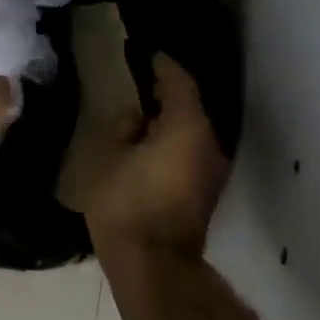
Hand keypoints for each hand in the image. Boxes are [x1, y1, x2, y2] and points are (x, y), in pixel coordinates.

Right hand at [82, 54, 230, 258]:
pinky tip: (150, 143)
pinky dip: (174, 140)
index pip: (178, 79)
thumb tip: (135, 119)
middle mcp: (208, 140)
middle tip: (138, 82)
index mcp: (186, 125)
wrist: (154, 265)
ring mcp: (212, 167)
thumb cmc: (127, 205)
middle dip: (166, 92)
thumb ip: (123, 129)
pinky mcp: (207, 189)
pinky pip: (192, 150)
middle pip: (190, 104)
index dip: (160, 64)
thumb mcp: (108, 158)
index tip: (143, 54)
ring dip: (171, 119)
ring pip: (192, 129)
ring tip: (141, 114)